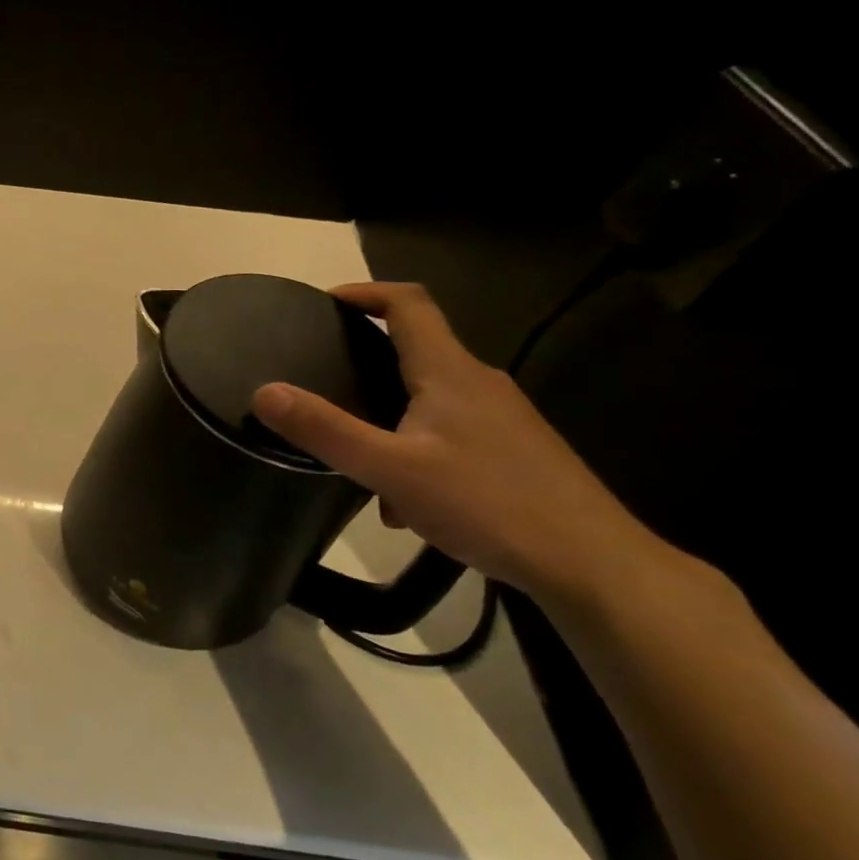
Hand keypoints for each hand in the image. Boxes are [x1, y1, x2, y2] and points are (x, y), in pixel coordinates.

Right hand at [250, 282, 664, 602]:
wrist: (595, 566)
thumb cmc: (489, 504)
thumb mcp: (390, 469)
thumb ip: (324, 429)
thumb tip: (264, 391)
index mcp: (450, 372)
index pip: (408, 303)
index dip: (364, 293)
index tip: (322, 305)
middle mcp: (480, 383)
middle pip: (416, 349)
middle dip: (364, 360)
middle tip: (320, 379)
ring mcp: (503, 419)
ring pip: (429, 399)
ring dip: (387, 416)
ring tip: (354, 456)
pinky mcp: (514, 452)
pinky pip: (448, 432)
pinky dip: (414, 449)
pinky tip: (404, 502)